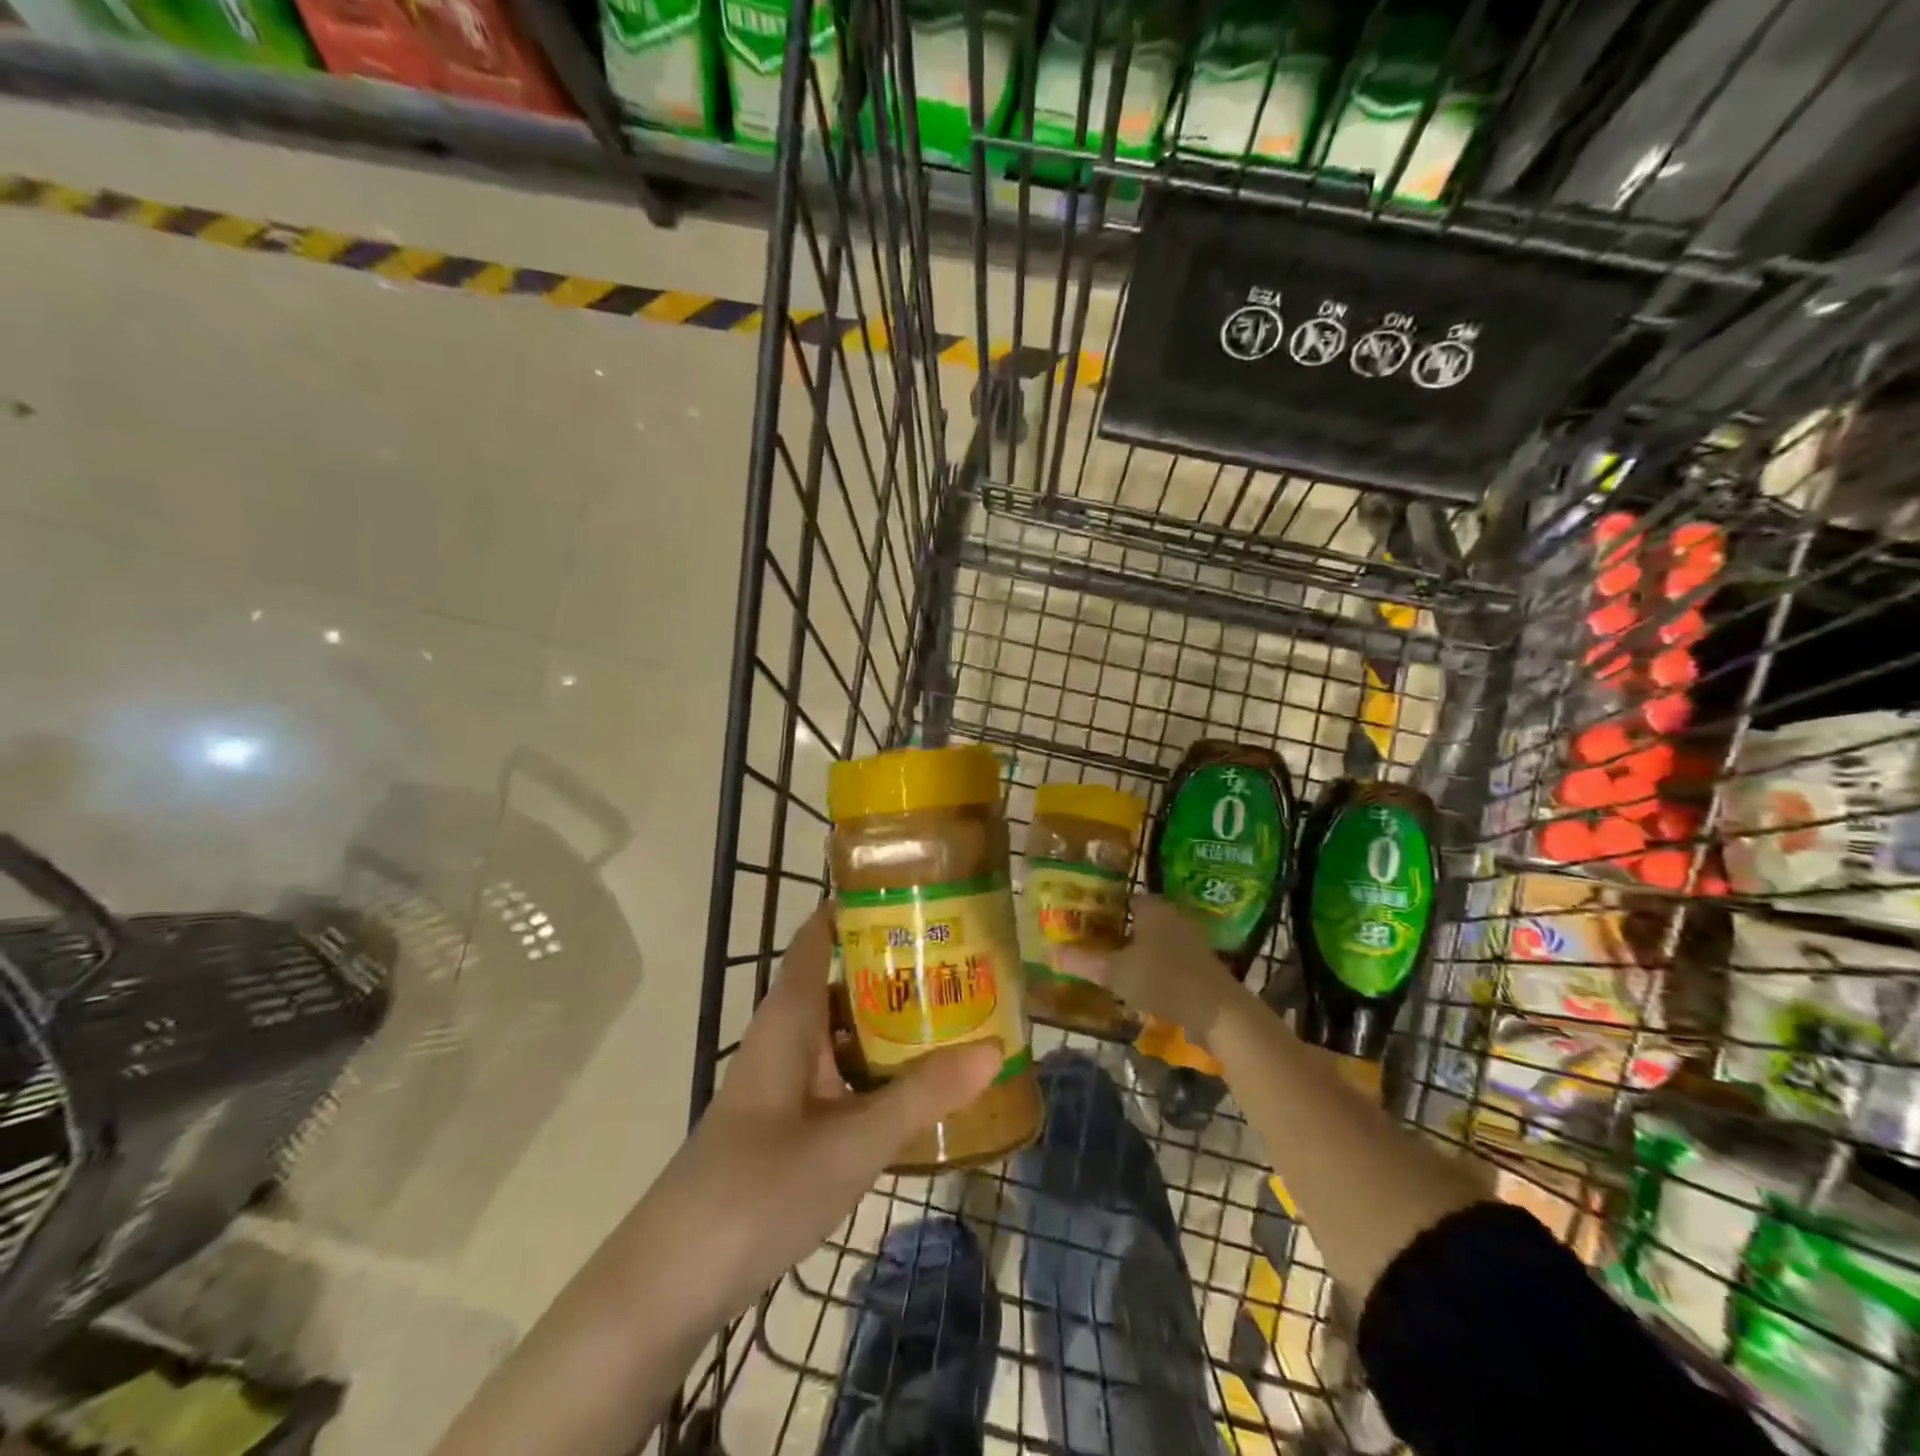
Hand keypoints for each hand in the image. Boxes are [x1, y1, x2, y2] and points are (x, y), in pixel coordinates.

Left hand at [660, 904, 1000, 1320]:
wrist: (673, 1280)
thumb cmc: (759, 1189)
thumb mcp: (852, 1142)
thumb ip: (922, 1095)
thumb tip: (993, 1046)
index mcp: (790, 1015)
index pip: (821, 933)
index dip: (863, 906)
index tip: (920, 895)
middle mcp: (787, 1034)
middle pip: (845, 979)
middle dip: (900, 968)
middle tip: (966, 958)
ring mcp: (786, 1078)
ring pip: (847, 1030)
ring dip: (894, 1022)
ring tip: (959, 1013)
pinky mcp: (789, 1117)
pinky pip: (842, 1073)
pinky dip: (879, 1069)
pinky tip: (921, 1087)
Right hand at [1056, 894, 1248, 1046]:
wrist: (1219, 1013)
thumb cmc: (1163, 980)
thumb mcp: (1115, 972)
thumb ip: (1083, 961)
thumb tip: (1050, 951)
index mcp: (1152, 907)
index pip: (1122, 896)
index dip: (1100, 906)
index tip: (1080, 918)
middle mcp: (1172, 916)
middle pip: (1137, 917)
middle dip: (1115, 929)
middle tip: (1088, 941)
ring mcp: (1189, 940)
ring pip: (1152, 939)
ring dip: (1133, 950)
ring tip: (1107, 963)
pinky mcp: (1199, 965)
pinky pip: (1166, 958)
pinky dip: (1150, 966)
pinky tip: (1135, 983)